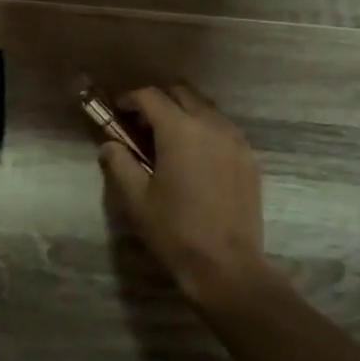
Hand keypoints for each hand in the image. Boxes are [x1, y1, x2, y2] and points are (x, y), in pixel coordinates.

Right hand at [98, 84, 285, 309]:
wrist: (227, 266)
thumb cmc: (175, 231)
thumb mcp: (135, 199)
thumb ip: (118, 163)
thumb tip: (109, 145)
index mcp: (180, 130)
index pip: (151, 96)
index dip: (130, 99)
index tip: (118, 111)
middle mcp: (211, 125)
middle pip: (182, 94)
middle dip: (159, 102)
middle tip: (142, 125)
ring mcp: (235, 140)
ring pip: (206, 109)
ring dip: (184, 113)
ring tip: (168, 140)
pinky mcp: (249, 158)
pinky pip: (223, 129)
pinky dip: (205, 130)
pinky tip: (194, 157)